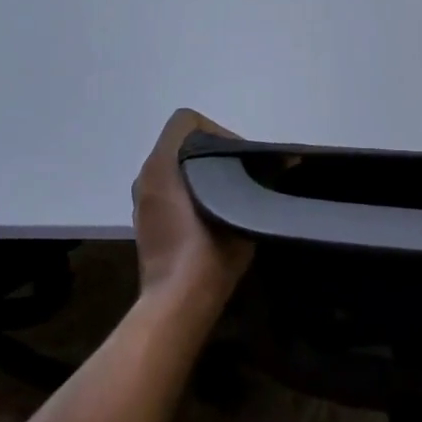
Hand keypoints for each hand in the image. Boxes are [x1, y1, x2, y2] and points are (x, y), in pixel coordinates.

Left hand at [131, 109, 253, 312]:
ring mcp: (142, 199)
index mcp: (164, 164)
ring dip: (199, 175)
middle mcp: (147, 175)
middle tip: (239, 176)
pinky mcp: (145, 222)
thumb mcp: (242, 207)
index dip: (217, 131)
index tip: (237, 158)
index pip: (187, 121)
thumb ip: (255, 180)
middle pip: (181, 144)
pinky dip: (187, 194)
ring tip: (227, 197)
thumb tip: (279, 162)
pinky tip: (210, 217)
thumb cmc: (210, 250)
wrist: (178, 301)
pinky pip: (168, 191)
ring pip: (174, 168)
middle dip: (212, 154)